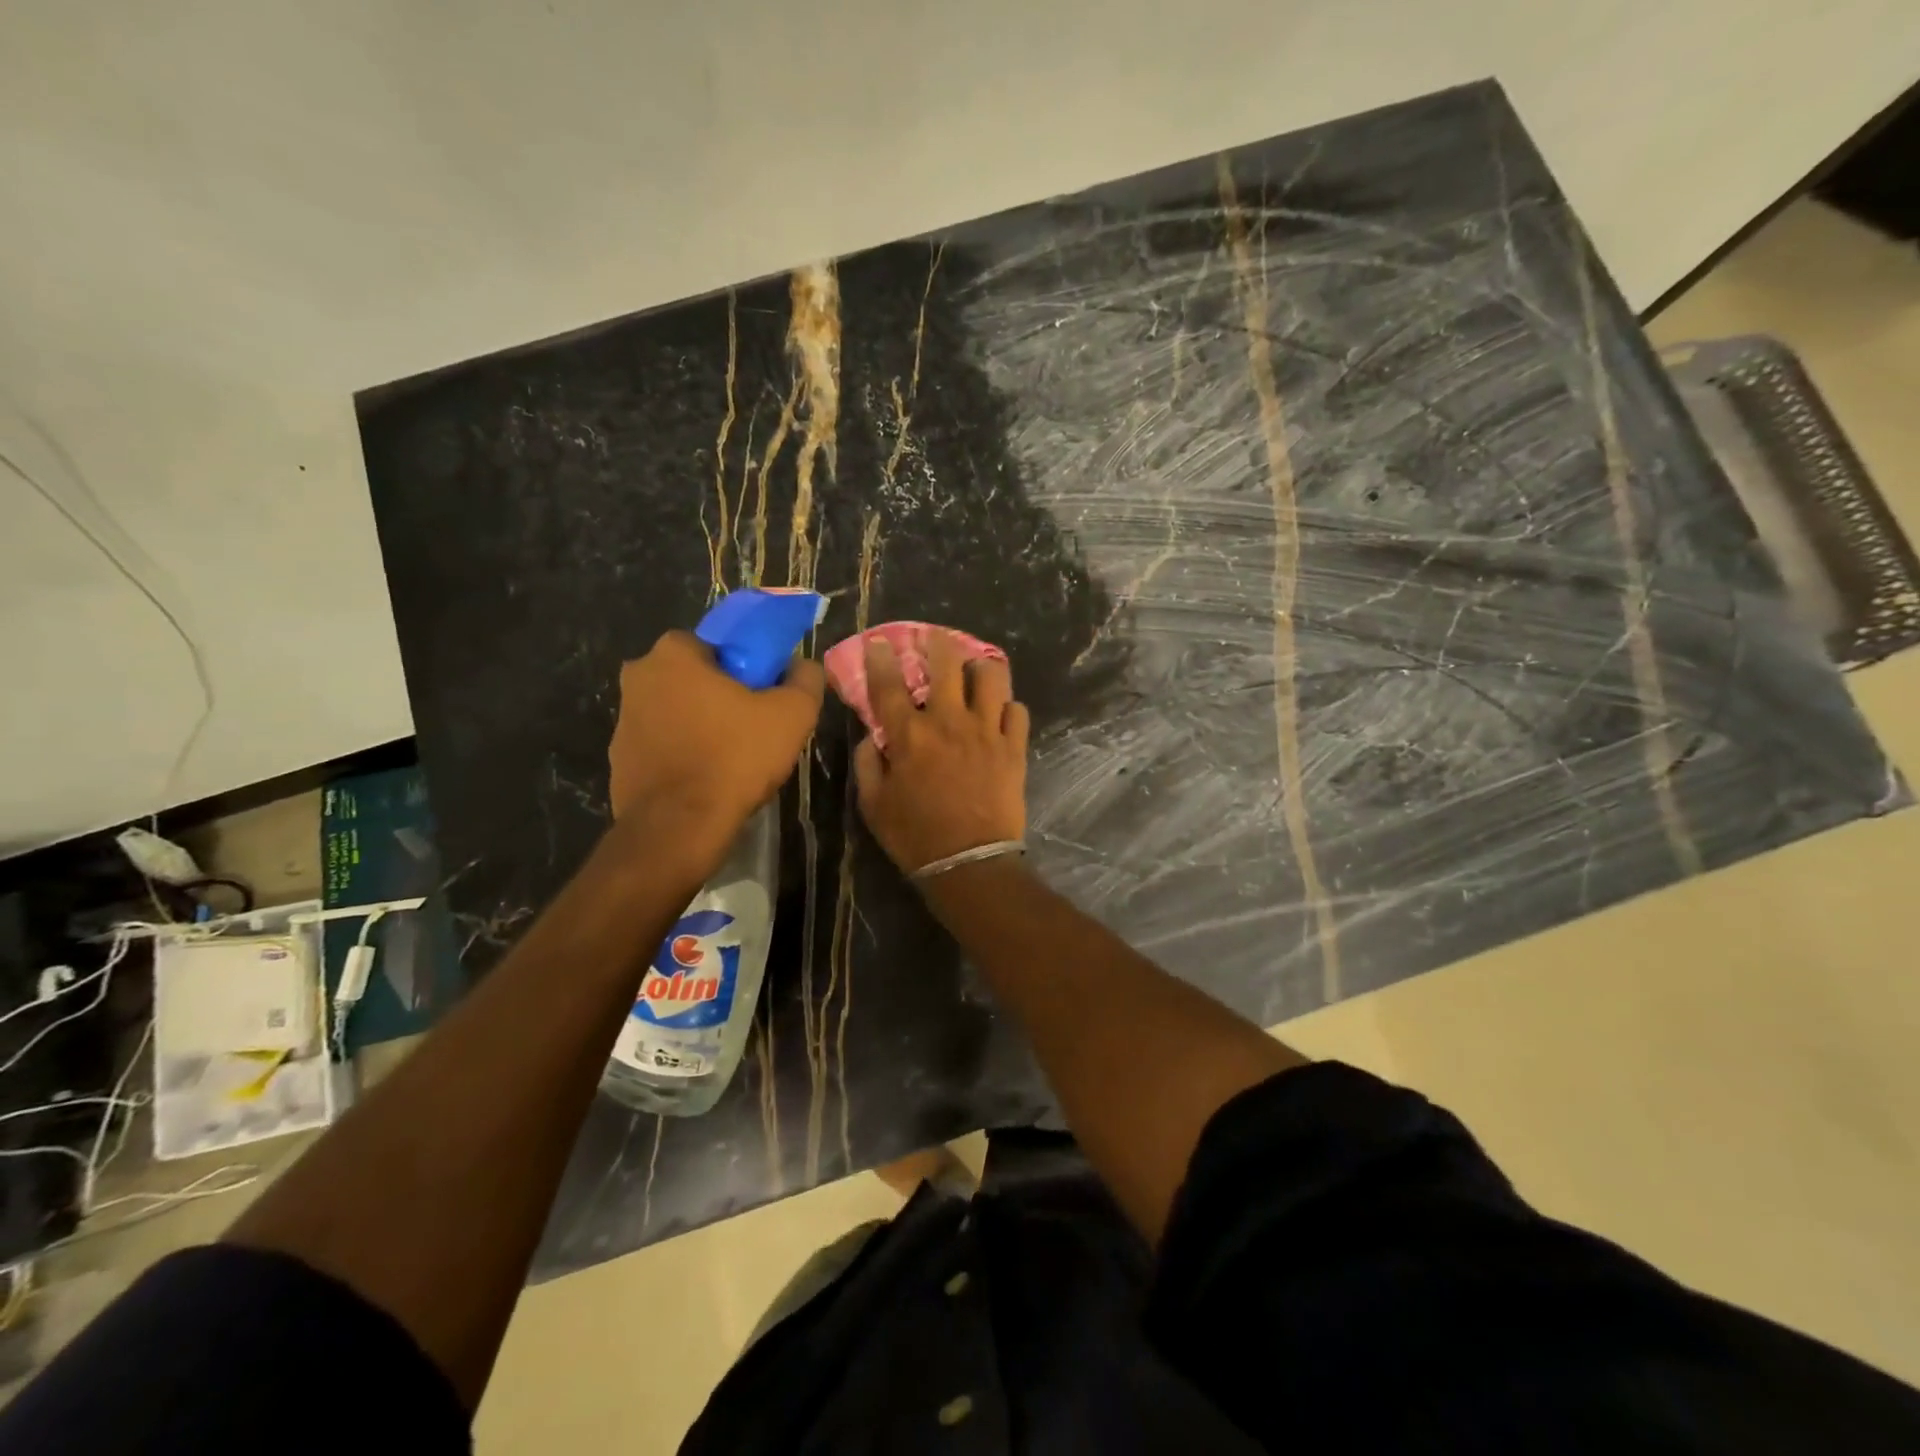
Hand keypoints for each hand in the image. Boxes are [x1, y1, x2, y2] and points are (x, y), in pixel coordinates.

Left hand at [609, 630, 823, 851]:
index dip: (746, 666)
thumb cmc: (734, 758)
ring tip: (735, 758)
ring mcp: (623, 722)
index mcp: (672, 654)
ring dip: (702, 726)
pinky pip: (663, 746)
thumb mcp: (792, 714)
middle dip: (722, 695)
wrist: (679, 828)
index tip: (765, 692)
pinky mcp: (620, 761)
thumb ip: (804, 680)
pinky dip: (684, 755)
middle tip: (755, 725)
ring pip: (677, 712)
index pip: (716, 644)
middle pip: (694, 678)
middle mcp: (638, 678)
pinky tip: (709, 779)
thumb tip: (803, 666)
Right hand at [852, 630, 1029, 874]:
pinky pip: (1017, 710)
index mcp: (910, 735)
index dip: (882, 658)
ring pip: (991, 676)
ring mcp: (986, 731)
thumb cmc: (915, 837)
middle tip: (936, 636)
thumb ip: (869, 763)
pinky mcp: (1014, 747)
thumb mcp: (873, 805)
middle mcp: (949, 722)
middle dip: (938, 642)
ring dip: (981, 666)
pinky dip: (1008, 707)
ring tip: (976, 668)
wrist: (969, 862)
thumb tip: (873, 736)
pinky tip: (1001, 713)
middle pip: (946, 664)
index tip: (880, 642)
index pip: (890, 684)